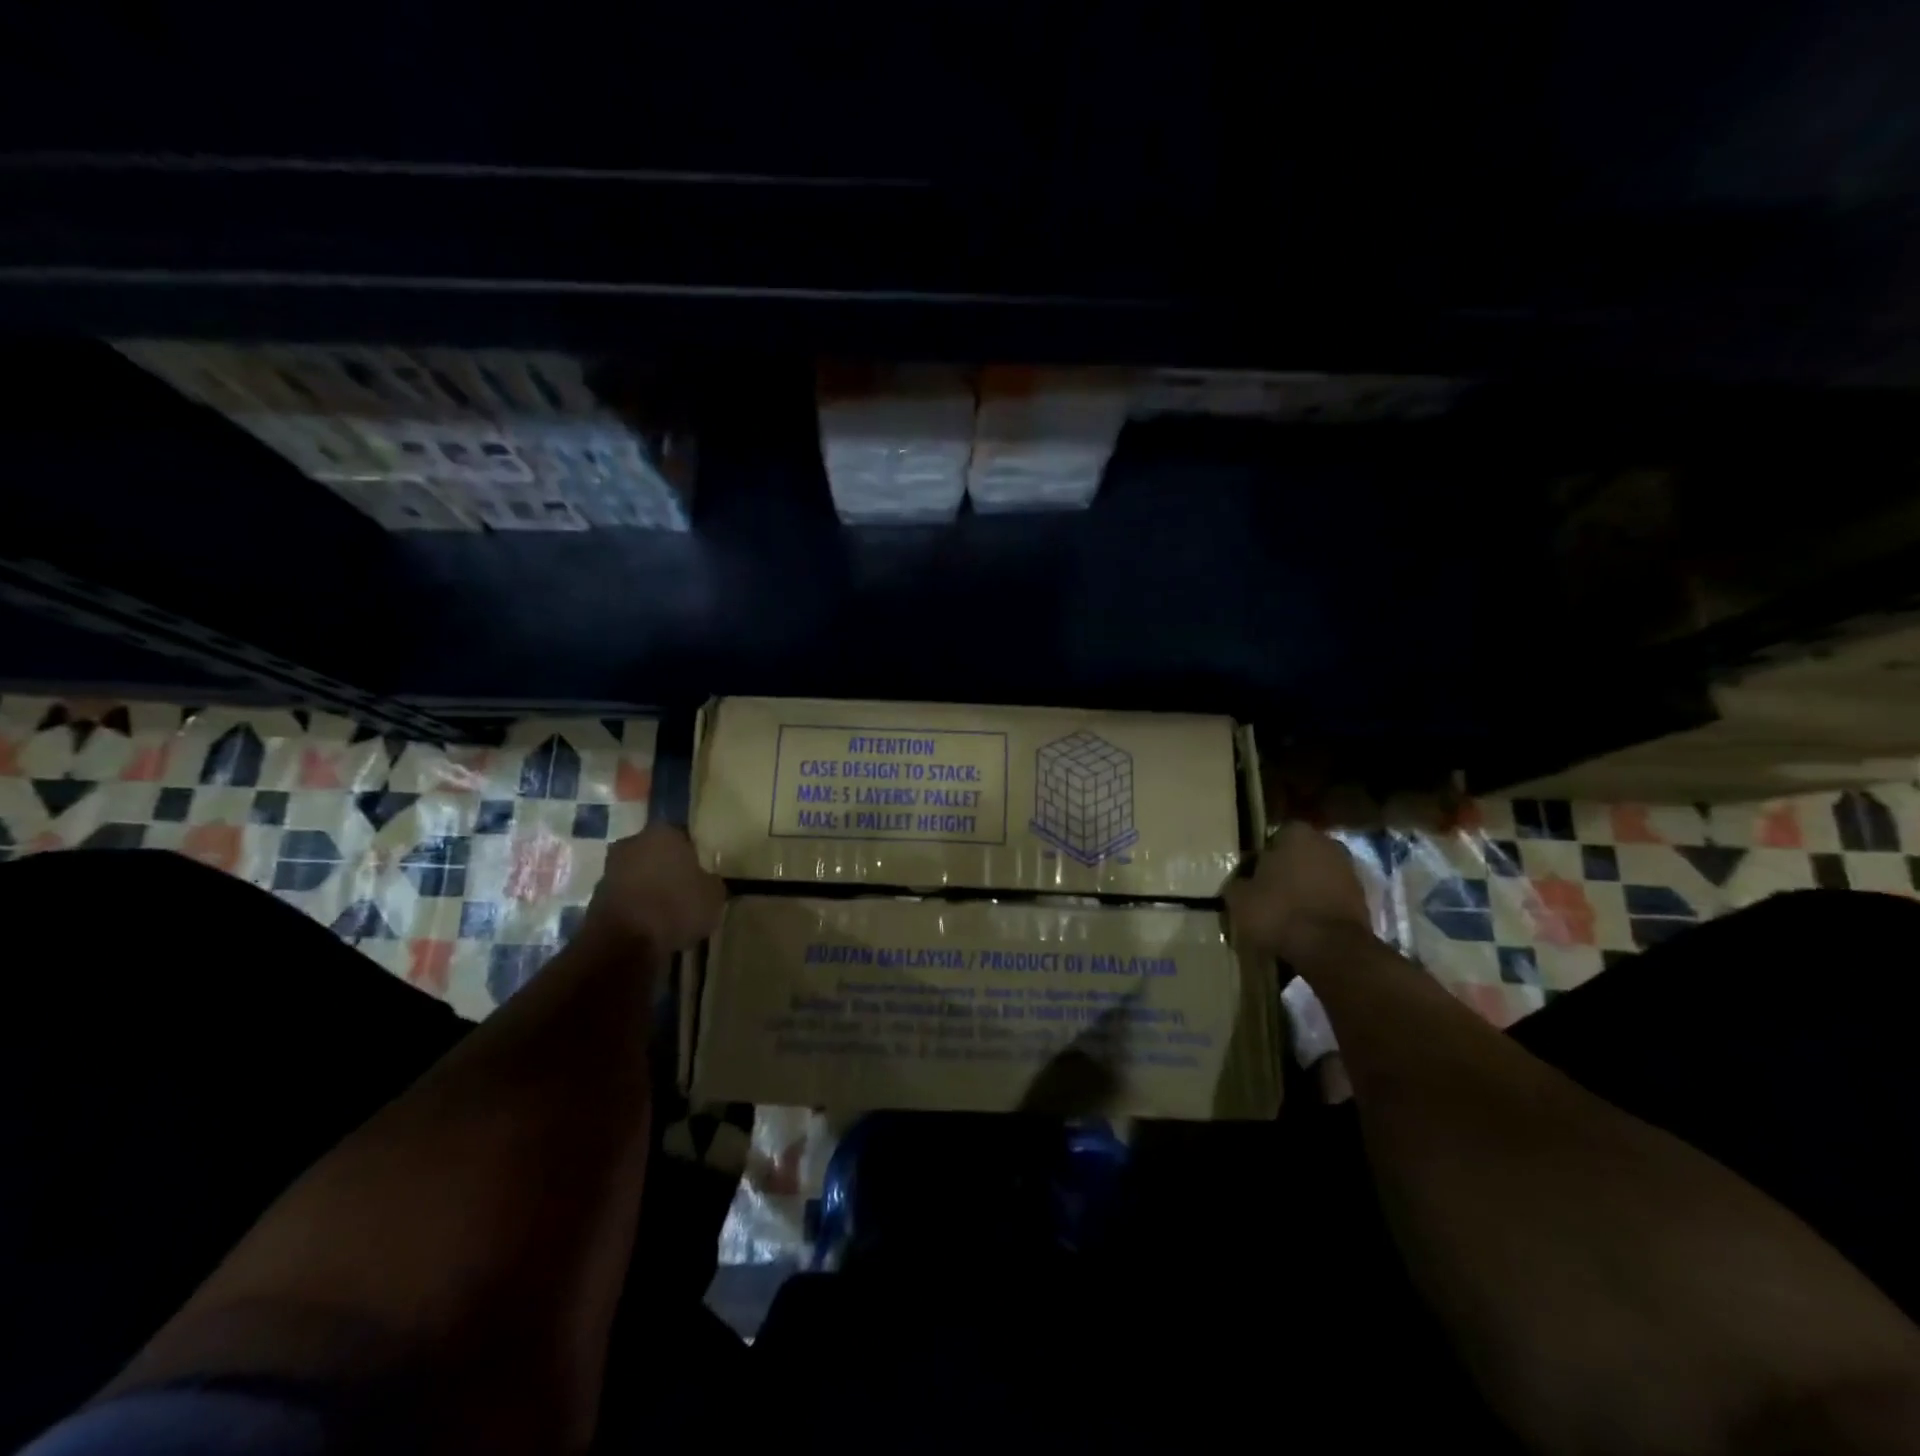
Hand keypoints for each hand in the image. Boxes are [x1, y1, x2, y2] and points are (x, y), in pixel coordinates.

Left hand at [579, 823, 725, 953]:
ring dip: (649, 888)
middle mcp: (633, 842)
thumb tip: (706, 881)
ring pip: (638, 874)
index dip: (694, 855)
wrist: (624, 942)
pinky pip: (626, 897)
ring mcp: (610, 869)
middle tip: (684, 890)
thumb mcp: (714, 895)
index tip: (701, 874)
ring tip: (667, 912)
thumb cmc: (676, 907)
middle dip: (667, 868)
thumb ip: (710, 882)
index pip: (684, 837)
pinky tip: (649, 925)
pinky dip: (636, 907)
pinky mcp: (595, 897)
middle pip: (656, 853)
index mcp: (664, 832)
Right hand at [1225, 822, 1373, 962]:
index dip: (1258, 860)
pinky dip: (1318, 909)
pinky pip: (1330, 899)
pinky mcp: (1362, 900)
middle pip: (1297, 857)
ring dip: (1303, 892)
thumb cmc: (1278, 912)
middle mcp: (1327, 843)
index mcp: (1296, 833)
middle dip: (1284, 874)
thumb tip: (1242, 884)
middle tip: (1266, 897)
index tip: (1249, 880)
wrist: (1331, 950)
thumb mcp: (1239, 898)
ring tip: (1284, 917)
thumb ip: (1237, 883)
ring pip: (1315, 878)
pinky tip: (1304, 928)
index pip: (1271, 839)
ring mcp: (1349, 871)